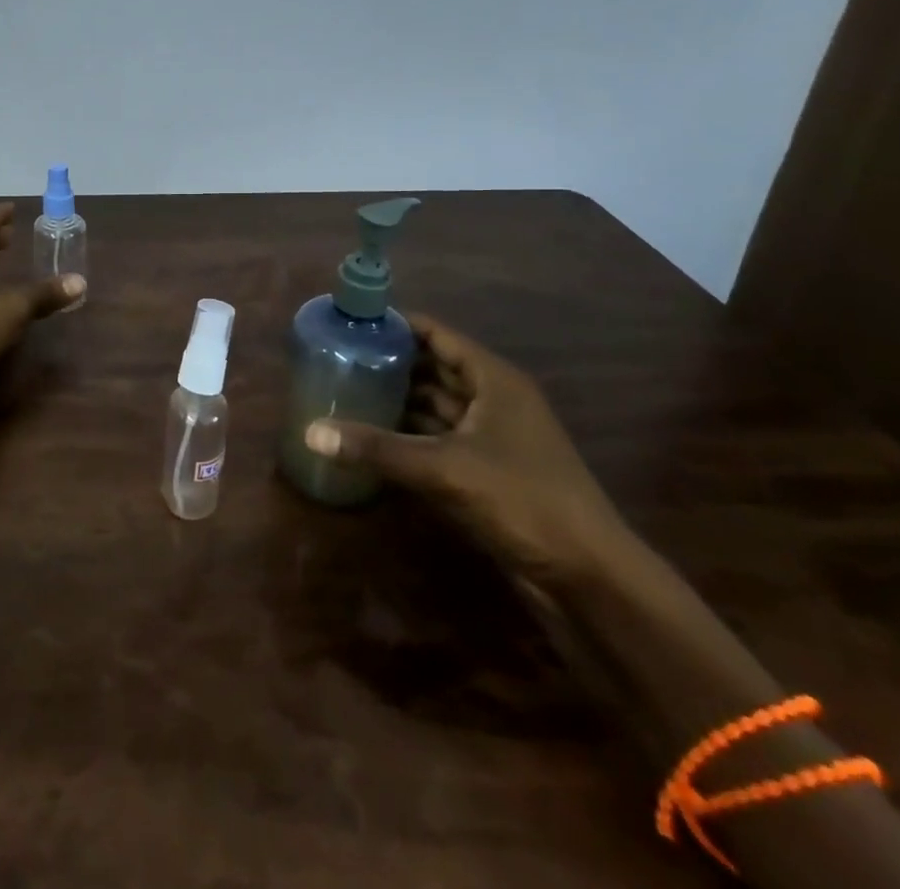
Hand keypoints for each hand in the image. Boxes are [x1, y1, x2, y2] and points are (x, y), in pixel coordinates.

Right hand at [304, 315, 628, 586]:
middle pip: (433, 368)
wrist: (589, 577)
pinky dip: (408, 435)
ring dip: (396, 400)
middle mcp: (493, 400)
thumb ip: (377, 449)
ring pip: (434, 406)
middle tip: (337, 357)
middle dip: (389, 362)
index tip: (351, 322)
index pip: (437, 335)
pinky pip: (438, 439)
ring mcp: (491, 437)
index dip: (396, 324)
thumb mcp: (444, 469)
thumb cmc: (523, 500)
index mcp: (493, 380)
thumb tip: (310, 432)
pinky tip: (371, 437)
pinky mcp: (486, 471)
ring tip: (345, 390)